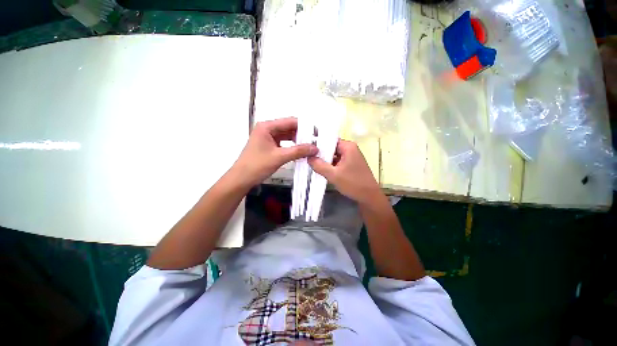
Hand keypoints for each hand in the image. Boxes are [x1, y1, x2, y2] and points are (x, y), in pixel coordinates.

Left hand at [233, 117, 317, 186]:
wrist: (241, 179)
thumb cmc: (257, 166)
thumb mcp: (279, 157)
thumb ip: (298, 151)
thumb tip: (315, 148)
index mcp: (267, 126)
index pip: (290, 122)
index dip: (305, 127)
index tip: (316, 134)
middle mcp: (267, 129)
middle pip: (289, 128)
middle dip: (302, 134)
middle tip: (315, 141)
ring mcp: (268, 137)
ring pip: (287, 136)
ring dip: (298, 141)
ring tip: (310, 146)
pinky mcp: (269, 146)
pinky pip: (284, 143)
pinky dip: (292, 146)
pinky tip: (301, 151)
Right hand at [308, 139, 380, 204]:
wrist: (369, 197)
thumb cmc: (353, 184)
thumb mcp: (333, 175)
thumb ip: (319, 165)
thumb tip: (308, 157)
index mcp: (348, 147)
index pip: (330, 140)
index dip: (318, 144)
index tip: (307, 149)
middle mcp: (350, 149)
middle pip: (332, 147)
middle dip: (321, 153)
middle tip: (307, 157)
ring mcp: (351, 157)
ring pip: (334, 155)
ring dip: (325, 160)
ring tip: (312, 163)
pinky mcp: (351, 164)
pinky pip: (338, 161)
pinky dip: (331, 165)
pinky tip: (322, 169)